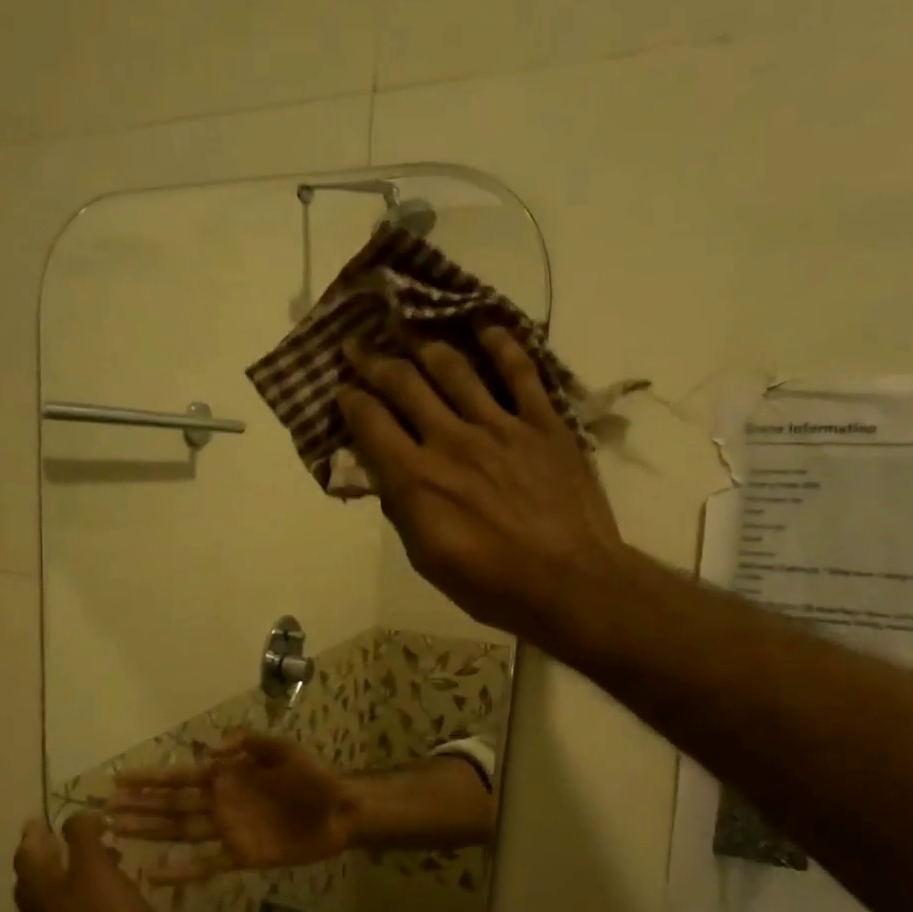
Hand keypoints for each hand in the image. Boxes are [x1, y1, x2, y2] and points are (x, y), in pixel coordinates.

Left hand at [14, 813, 170, 911]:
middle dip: (49, 855)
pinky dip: (95, 893)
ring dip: (75, 873)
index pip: (27, 857)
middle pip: (38, 879)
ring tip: (103, 854)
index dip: (32, 836)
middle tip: (65, 836)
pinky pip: (85, 911)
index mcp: (43, 891)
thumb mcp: (96, 871)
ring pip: (61, 896)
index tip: (39, 818)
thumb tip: (77, 815)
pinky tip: (119, 888)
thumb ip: (84, 839)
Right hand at [106, 733, 354, 883]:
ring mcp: (227, 831)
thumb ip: (249, 744)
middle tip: (104, 810)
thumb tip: (208, 751)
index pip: (180, 777)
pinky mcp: (240, 856)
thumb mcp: (284, 751)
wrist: (338, 813)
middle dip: (139, 806)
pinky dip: (180, 872)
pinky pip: (205, 865)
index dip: (150, 779)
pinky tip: (154, 875)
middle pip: (171, 805)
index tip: (118, 779)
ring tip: (116, 833)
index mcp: (227, 776)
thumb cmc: (312, 778)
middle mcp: (219, 803)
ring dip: (149, 832)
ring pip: (179, 832)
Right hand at [335, 326, 623, 651]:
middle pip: (405, 384)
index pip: (370, 422)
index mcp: (417, 479)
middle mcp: (451, 440)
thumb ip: (402, 510)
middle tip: (357, 346)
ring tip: (408, 329)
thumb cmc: (492, 585)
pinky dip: (501, 344)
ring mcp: (500, 426)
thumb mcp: (428, 560)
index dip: (350, 400)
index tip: (342, 390)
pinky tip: (484, 326)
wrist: (571, 583)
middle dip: (373, 361)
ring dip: (424, 345)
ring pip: (454, 369)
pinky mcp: (543, 424)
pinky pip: (520, 373)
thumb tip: (383, 475)